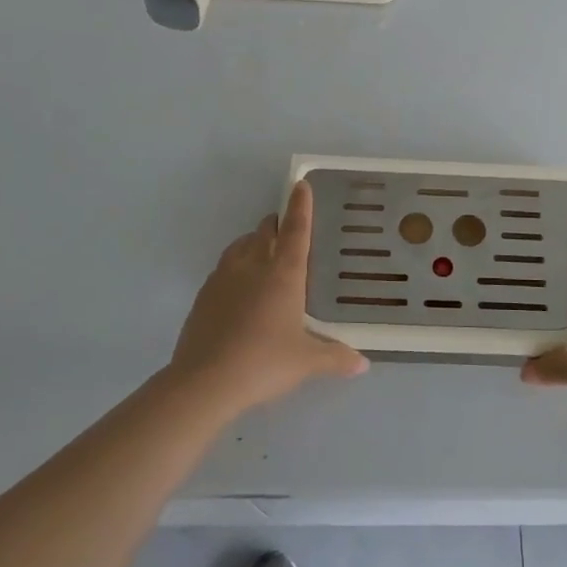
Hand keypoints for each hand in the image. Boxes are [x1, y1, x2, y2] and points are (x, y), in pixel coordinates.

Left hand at [168, 181, 368, 417]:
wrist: (205, 381)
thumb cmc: (264, 362)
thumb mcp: (306, 362)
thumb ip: (336, 358)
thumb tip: (363, 364)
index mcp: (284, 274)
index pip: (296, 229)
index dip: (301, 206)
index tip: (300, 184)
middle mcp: (253, 266)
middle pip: (265, 231)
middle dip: (276, 223)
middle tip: (287, 228)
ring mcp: (224, 277)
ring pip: (241, 245)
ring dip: (254, 241)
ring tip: (262, 250)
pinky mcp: (203, 295)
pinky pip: (223, 267)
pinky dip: (235, 265)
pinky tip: (238, 286)